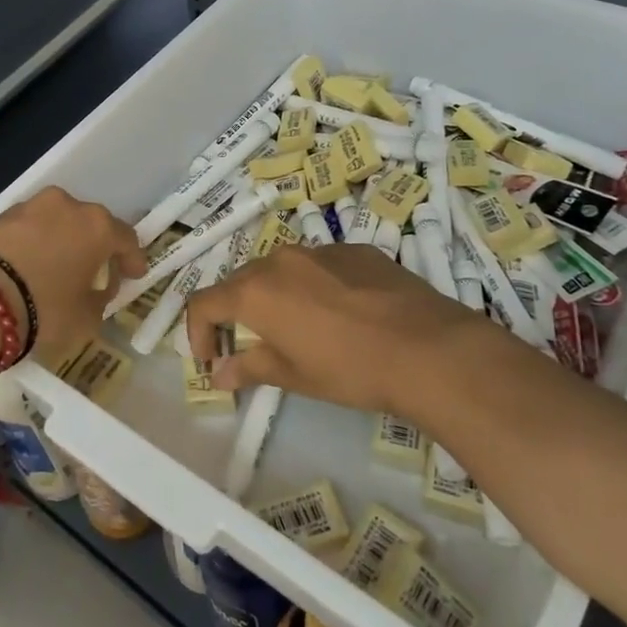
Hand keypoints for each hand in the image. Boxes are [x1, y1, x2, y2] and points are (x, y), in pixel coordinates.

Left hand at [0, 187, 145, 365]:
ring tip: (54, 272)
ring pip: (55, 224)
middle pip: (89, 226)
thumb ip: (97, 302)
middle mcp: (66, 206)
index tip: (134, 275)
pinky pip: (25, 232)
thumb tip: (94, 293)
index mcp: (97, 226)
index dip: (133, 259)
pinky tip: (24, 271)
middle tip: (93, 274)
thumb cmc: (43, 309)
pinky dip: (31, 248)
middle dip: (94, 248)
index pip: (126, 238)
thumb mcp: (84, 320)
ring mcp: (28, 207)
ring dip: (60, 244)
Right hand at [184, 243, 505, 417]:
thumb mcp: (294, 376)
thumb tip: (220, 373)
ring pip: (282, 269)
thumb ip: (250, 368)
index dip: (198, 332)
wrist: (427, 348)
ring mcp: (321, 250)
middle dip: (236, 313)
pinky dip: (315, 286)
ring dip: (276, 295)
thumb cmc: (349, 369)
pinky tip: (342, 314)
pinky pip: (321, 265)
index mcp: (256, 291)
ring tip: (299, 328)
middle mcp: (281, 260)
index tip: (211, 359)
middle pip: (241, 282)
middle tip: (249, 346)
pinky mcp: (356, 250)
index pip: (205, 303)